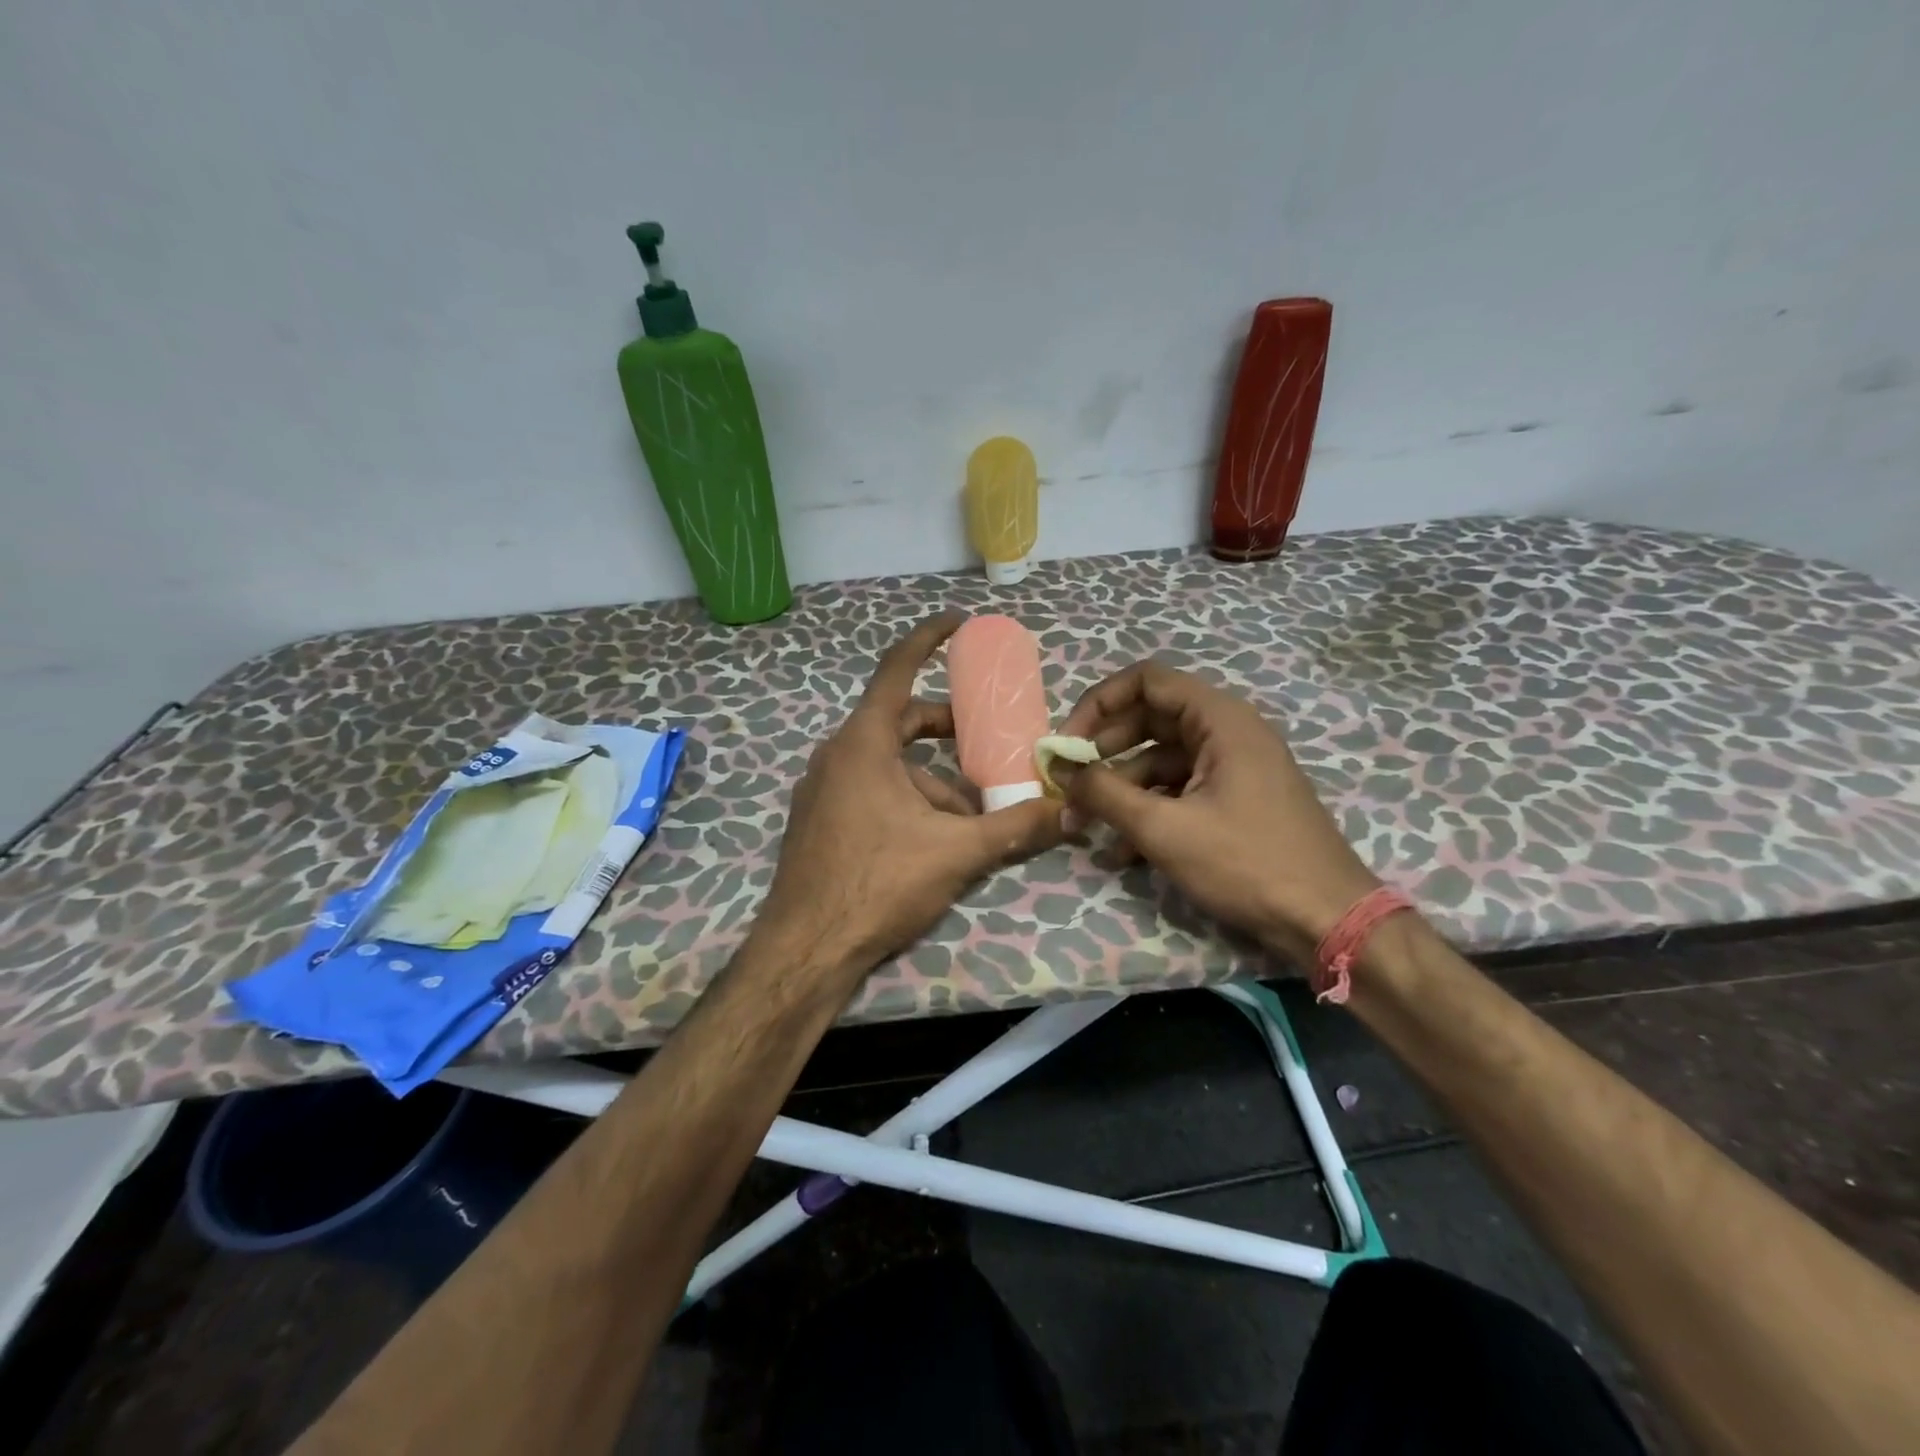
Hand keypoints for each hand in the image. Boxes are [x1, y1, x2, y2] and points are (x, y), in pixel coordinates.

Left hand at [760, 613, 1066, 975]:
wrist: (806, 948)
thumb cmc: (878, 883)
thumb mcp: (956, 852)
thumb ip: (1015, 827)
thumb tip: (1068, 811)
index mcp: (863, 743)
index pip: (897, 670)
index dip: (928, 640)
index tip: (957, 622)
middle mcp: (836, 755)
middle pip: (898, 721)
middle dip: (945, 728)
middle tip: (985, 739)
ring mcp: (822, 789)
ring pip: (887, 764)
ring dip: (931, 779)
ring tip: (971, 814)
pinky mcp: (819, 820)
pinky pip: (869, 789)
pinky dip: (905, 798)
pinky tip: (933, 838)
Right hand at [1055, 660, 1377, 961]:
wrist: (1326, 920)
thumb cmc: (1246, 863)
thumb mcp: (1164, 829)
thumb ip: (1104, 793)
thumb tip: (1059, 770)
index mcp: (1220, 720)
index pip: (1145, 680)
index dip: (1099, 704)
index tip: (1068, 743)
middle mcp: (1228, 732)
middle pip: (1150, 719)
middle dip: (1104, 751)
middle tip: (1070, 783)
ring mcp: (1234, 767)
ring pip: (1161, 760)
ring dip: (1121, 788)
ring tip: (1087, 827)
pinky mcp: (1236, 799)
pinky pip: (1180, 789)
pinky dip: (1149, 809)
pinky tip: (1124, 851)